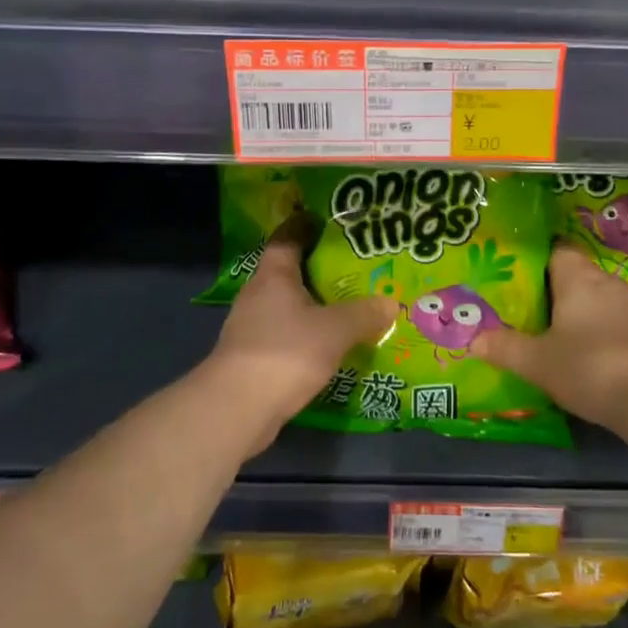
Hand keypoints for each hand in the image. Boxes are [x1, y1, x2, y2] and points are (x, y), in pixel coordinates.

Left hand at [203, 215, 397, 455]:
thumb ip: (364, 314)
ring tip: (346, 304)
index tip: (327, 218)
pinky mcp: (252, 357)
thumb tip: (391, 302)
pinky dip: (306, 333)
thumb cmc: (286, 352)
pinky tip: (328, 343)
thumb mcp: (335, 330)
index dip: (305, 225)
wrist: (237, 409)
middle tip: (352, 264)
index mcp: (273, 276)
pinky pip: (285, 333)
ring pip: (287, 305)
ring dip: (312, 303)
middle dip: (317, 267)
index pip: (287, 237)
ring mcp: (251, 327)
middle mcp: (258, 294)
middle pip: (288, 271)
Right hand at [472, 243, 627, 426]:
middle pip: (581, 277)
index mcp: (578, 279)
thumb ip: (505, 348)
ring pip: (605, 301)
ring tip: (568, 339)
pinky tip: (602, 360)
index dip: (541, 261)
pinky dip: (612, 336)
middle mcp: (610, 283)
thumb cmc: (589, 367)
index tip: (524, 279)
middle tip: (538, 314)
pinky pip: (626, 325)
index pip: (559, 251)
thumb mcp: (537, 363)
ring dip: (589, 316)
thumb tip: (473, 340)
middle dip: (562, 293)